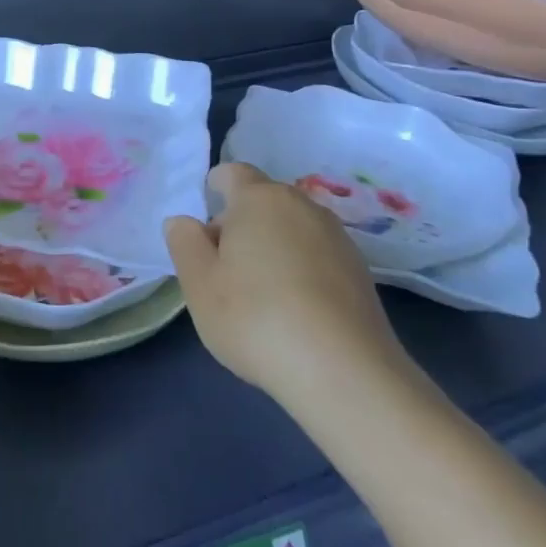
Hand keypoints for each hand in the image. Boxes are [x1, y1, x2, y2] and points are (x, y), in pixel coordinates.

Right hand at [166, 162, 414, 411]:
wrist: (346, 373)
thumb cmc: (256, 317)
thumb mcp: (198, 283)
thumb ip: (184, 242)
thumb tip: (185, 222)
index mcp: (259, 198)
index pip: (231, 173)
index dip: (213, 192)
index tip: (204, 232)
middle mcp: (302, 206)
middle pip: (262, 202)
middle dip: (240, 226)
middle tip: (223, 272)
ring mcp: (337, 238)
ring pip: (291, 230)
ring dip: (272, 250)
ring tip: (260, 297)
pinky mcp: (360, 273)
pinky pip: (316, 257)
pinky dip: (300, 272)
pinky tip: (294, 313)